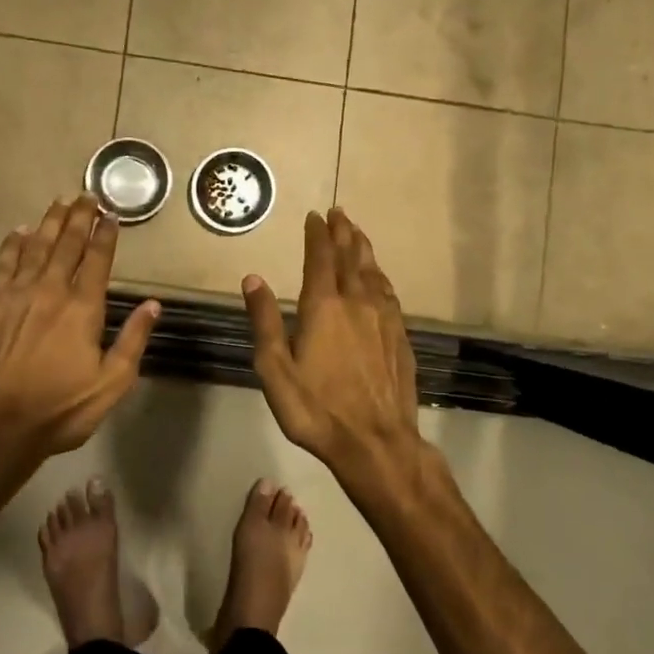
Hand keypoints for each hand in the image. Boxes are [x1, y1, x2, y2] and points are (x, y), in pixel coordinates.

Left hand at [0, 196, 160, 460]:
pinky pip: (3, 265)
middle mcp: (51, 291)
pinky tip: (19, 232)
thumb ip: (133, 340)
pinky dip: (12, 245)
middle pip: (67, 245)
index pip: (98, 261)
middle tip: (86, 195)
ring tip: (59, 202)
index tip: (111, 215)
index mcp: (83, 308)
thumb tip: (153, 304)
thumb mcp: (112, 382)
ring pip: (35, 248)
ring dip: (49, 223)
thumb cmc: (61, 408)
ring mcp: (16, 295)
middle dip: (79, 218)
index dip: (106, 236)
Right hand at [243, 207, 422, 491]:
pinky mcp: (400, 336)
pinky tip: (379, 278)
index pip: (321, 257)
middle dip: (343, 232)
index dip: (317, 234)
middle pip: (351, 257)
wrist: (375, 441)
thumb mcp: (274, 368)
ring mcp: (384, 318)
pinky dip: (380, 276)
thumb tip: (252, 278)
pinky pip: (389, 293)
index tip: (315, 216)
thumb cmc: (315, 407)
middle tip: (339, 213)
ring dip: (363, 249)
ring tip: (358, 234)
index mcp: (324, 305)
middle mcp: (357, 302)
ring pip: (373, 272)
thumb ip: (264, 320)